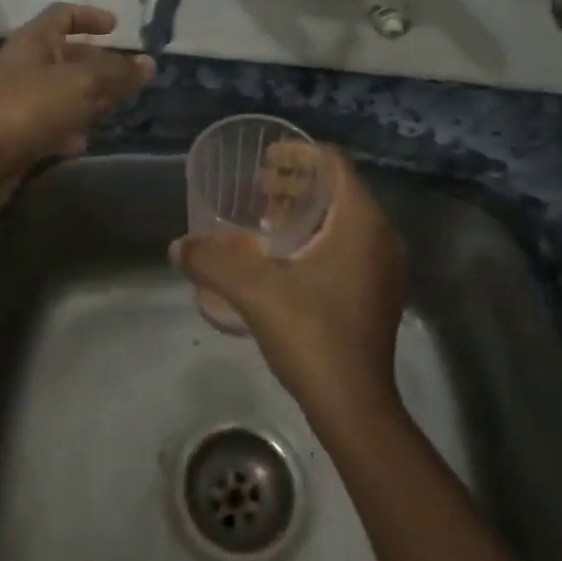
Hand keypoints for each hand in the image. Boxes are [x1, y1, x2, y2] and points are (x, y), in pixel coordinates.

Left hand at [0, 3, 154, 170]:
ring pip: (60, 90)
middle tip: (126, 75)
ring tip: (114, 107)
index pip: (63, 14)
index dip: (90, 16)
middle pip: (65, 54)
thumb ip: (118, 72)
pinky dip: (68, 127)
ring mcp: (17, 99)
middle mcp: (23, 64)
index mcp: (33, 40)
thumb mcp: (83, 83)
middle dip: (98, 63)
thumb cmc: (32, 107)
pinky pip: (49, 122)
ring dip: (87, 96)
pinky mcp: (16, 131)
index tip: (117, 28)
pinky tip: (84, 141)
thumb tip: (148, 63)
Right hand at [172, 150, 406, 427]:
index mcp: (360, 222)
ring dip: (307, 210)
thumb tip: (177, 246)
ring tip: (267, 219)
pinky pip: (350, 244)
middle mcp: (381, 236)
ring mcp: (384, 266)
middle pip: (338, 188)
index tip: (264, 160)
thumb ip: (212, 261)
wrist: (355, 407)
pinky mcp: (379, 291)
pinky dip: (319, 236)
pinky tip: (287, 259)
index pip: (333, 162)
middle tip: (257, 188)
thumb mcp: (254, 291)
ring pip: (344, 218)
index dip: (298, 152)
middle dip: (297, 181)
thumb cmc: (312, 335)